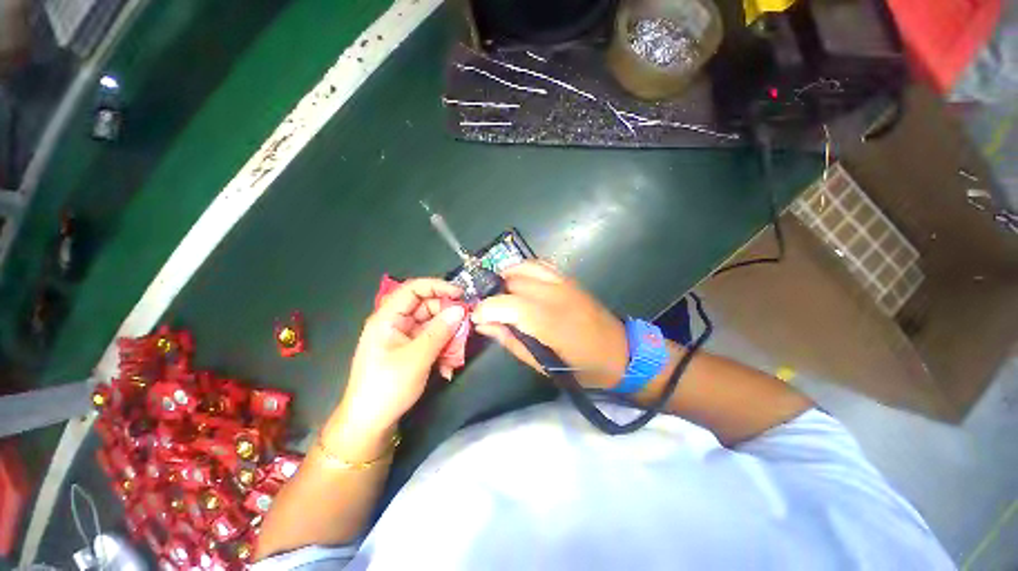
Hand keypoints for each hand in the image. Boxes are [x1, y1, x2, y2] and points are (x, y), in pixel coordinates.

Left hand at [326, 279, 465, 456]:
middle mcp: (396, 323)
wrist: (369, 424)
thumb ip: (440, 331)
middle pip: (426, 307)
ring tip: (457, 352)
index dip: (438, 286)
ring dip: (448, 336)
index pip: (413, 289)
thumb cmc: (387, 387)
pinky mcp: (410, 351)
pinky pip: (431, 340)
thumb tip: (460, 310)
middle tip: (466, 326)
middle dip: (447, 316)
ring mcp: (403, 337)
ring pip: (432, 325)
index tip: (461, 294)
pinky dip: (443, 349)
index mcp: (388, 318)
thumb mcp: (417, 358)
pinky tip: (448, 365)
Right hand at [472, 261, 627, 389]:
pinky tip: (519, 283)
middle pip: (513, 283)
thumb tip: (484, 325)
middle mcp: (556, 295)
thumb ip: (512, 341)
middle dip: (493, 295)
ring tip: (501, 295)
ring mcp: (564, 283)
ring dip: (506, 278)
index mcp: (551, 322)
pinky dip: (523, 270)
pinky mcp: (569, 278)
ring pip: (524, 267)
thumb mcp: (543, 365)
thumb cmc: (582, 367)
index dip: (486, 309)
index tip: (476, 318)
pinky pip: (539, 264)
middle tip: (489, 311)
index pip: (508, 305)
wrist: (621, 352)